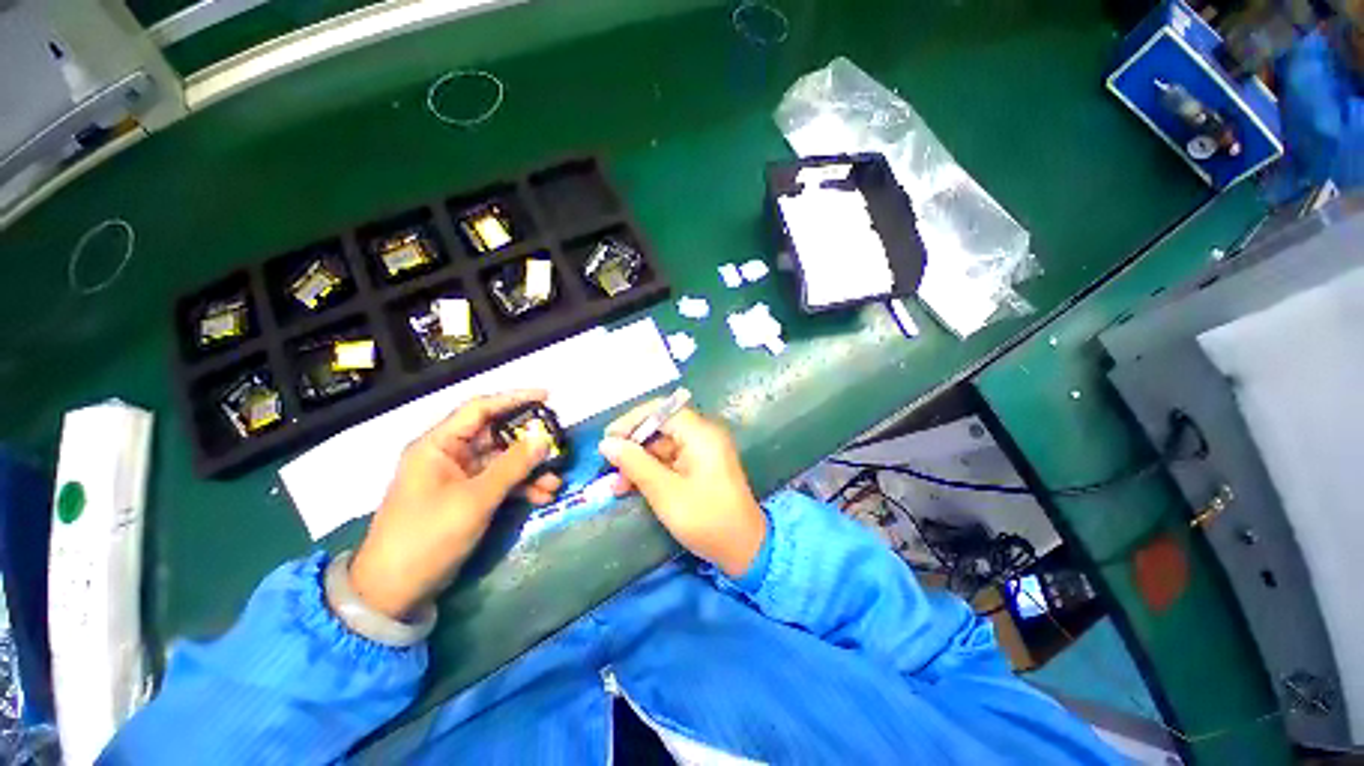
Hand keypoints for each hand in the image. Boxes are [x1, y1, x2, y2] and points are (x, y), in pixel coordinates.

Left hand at [348, 391, 562, 618]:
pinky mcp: (467, 498)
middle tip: (559, 445)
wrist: (395, 592)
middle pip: (497, 436)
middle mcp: (449, 455)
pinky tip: (543, 496)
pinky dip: (521, 487)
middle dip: (530, 443)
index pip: (480, 408)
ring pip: (503, 461)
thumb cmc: (428, 536)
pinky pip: (500, 482)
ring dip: (530, 470)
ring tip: (556, 481)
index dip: (515, 399)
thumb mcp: (475, 499)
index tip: (548, 397)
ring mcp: (459, 477)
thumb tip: (544, 438)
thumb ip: (512, 466)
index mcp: (439, 445)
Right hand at [598, 401, 765, 577]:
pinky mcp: (701, 465)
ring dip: (639, 462)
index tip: (608, 439)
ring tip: (617, 485)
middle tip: (609, 467)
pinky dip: (652, 470)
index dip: (632, 421)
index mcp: (701, 434)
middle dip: (633, 446)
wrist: (745, 549)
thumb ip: (635, 464)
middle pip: (661, 427)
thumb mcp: (665, 492)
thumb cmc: (706, 519)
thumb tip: (607, 443)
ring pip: (663, 445)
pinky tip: (633, 487)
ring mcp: (703, 450)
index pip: (662, 410)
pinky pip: (671, 459)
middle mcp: (703, 435)